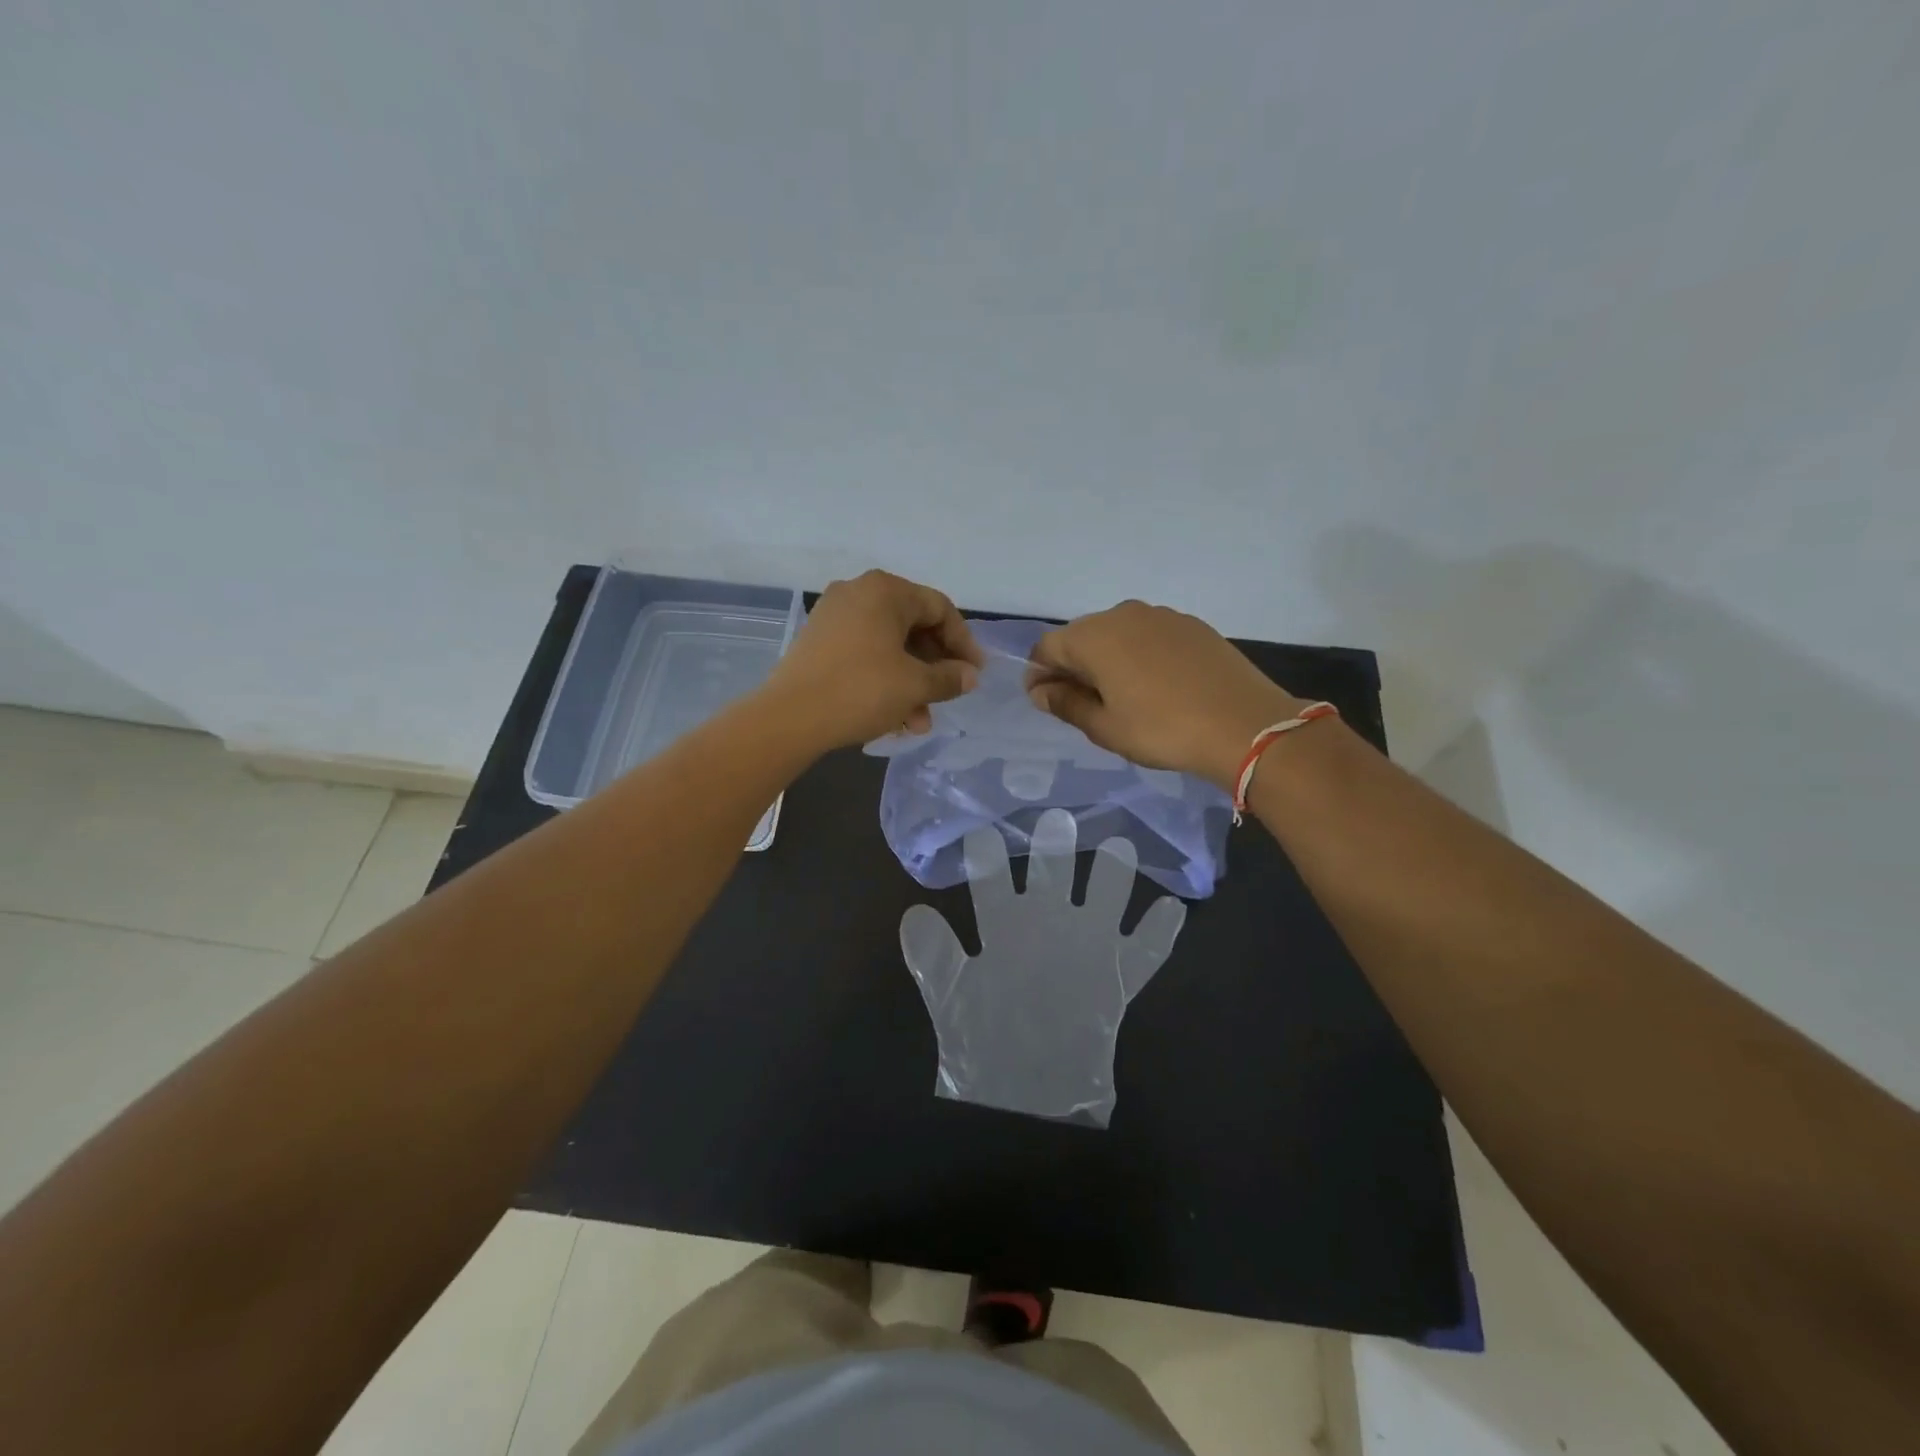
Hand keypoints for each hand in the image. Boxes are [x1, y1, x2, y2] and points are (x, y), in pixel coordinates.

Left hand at [764, 570, 983, 750]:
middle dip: (934, 668)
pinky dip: (884, 679)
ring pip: (889, 646)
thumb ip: (949, 677)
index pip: (940, 609)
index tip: (975, 674)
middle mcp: (858, 592)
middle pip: (913, 627)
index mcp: (885, 590)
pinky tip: (894, 716)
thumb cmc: (861, 691)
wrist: (790, 717)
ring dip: (910, 682)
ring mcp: (834, 615)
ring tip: (919, 722)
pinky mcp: (818, 640)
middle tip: (948, 698)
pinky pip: (865, 653)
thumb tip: (969, 676)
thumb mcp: (915, 686)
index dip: (963, 643)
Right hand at [1026, 601, 1305, 788]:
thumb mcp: (1105, 727)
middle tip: (1081, 704)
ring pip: (1116, 635)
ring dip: (1107, 660)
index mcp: (1094, 637)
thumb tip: (1040, 691)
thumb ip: (1066, 704)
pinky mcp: (1190, 624)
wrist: (1244, 724)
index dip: (1039, 675)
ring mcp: (1160, 615)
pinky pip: (1148, 636)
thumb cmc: (1161, 729)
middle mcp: (1122, 614)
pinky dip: (1139, 655)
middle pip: (1081, 637)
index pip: (1047, 647)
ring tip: (1121, 697)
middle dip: (1072, 667)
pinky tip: (1155, 685)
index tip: (1046, 703)